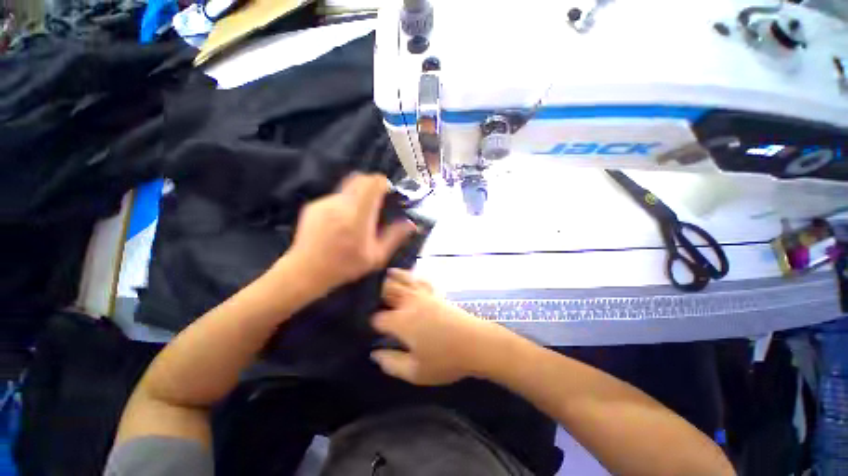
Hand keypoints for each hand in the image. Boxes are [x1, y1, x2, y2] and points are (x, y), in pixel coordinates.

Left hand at [282, 173, 416, 293]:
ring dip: (358, 195)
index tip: (387, 190)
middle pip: (360, 179)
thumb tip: (412, 224)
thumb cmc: (345, 267)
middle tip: (377, 199)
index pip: (372, 184)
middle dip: (371, 184)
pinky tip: (341, 222)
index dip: (382, 182)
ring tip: (358, 216)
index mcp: (358, 217)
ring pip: (347, 188)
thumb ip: (395, 237)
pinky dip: (344, 203)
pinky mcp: (314, 205)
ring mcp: (325, 203)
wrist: (305, 271)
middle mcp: (341, 204)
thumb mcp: (376, 257)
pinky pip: (335, 197)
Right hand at [370, 269, 505, 385]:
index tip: (369, 327)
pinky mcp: (435, 294)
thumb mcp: (416, 372)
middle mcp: (409, 303)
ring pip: (404, 281)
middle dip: (377, 292)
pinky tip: (411, 276)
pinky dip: (412, 277)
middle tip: (370, 295)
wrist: (476, 343)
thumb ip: (391, 363)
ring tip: (385, 274)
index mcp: (401, 321)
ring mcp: (423, 295)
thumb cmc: (446, 360)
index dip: (371, 323)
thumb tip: (375, 354)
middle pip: (388, 291)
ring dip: (393, 278)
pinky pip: (420, 281)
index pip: (378, 318)